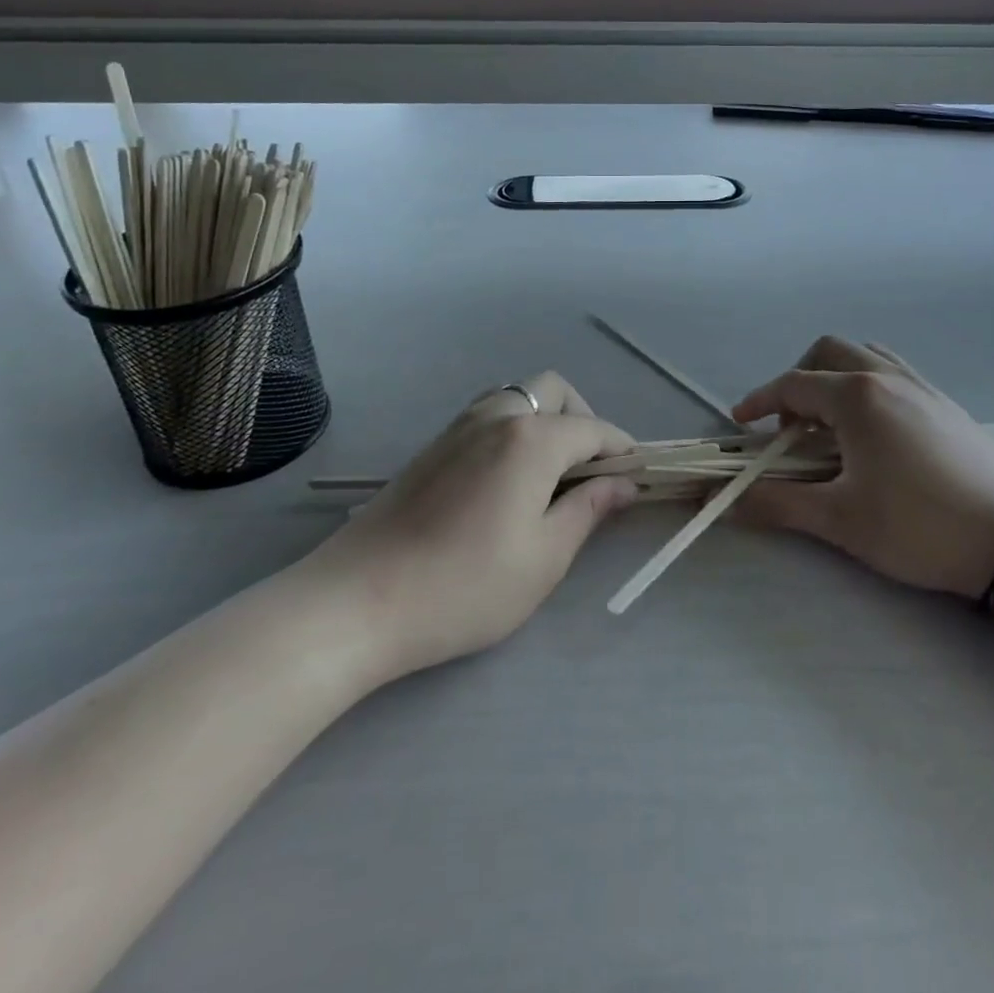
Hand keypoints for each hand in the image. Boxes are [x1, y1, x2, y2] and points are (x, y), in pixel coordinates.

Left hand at [306, 373, 636, 678]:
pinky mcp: (432, 446)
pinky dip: (513, 428)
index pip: (594, 429)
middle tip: (588, 472)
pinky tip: (506, 480)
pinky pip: (488, 414)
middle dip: (583, 420)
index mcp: (532, 439)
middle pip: (554, 391)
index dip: (622, 450)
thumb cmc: (464, 586)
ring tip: (549, 475)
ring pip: (518, 396)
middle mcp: (497, 416)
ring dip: (545, 419)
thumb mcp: (544, 557)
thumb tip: (623, 483)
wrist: (358, 601)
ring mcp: (458, 427)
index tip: (635, 477)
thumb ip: (589, 510)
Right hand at [733, 337, 993, 598]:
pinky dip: (866, 384)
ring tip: (831, 425)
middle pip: (827, 353)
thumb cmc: (918, 525)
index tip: (741, 424)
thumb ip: (777, 503)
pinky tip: (874, 431)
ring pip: (864, 356)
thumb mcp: (840, 519)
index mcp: (856, 395)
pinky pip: (893, 372)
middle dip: (797, 381)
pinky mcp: (944, 404)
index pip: (792, 384)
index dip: (759, 401)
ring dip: (835, 378)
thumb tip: (726, 499)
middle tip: (790, 428)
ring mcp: (921, 386)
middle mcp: (886, 377)